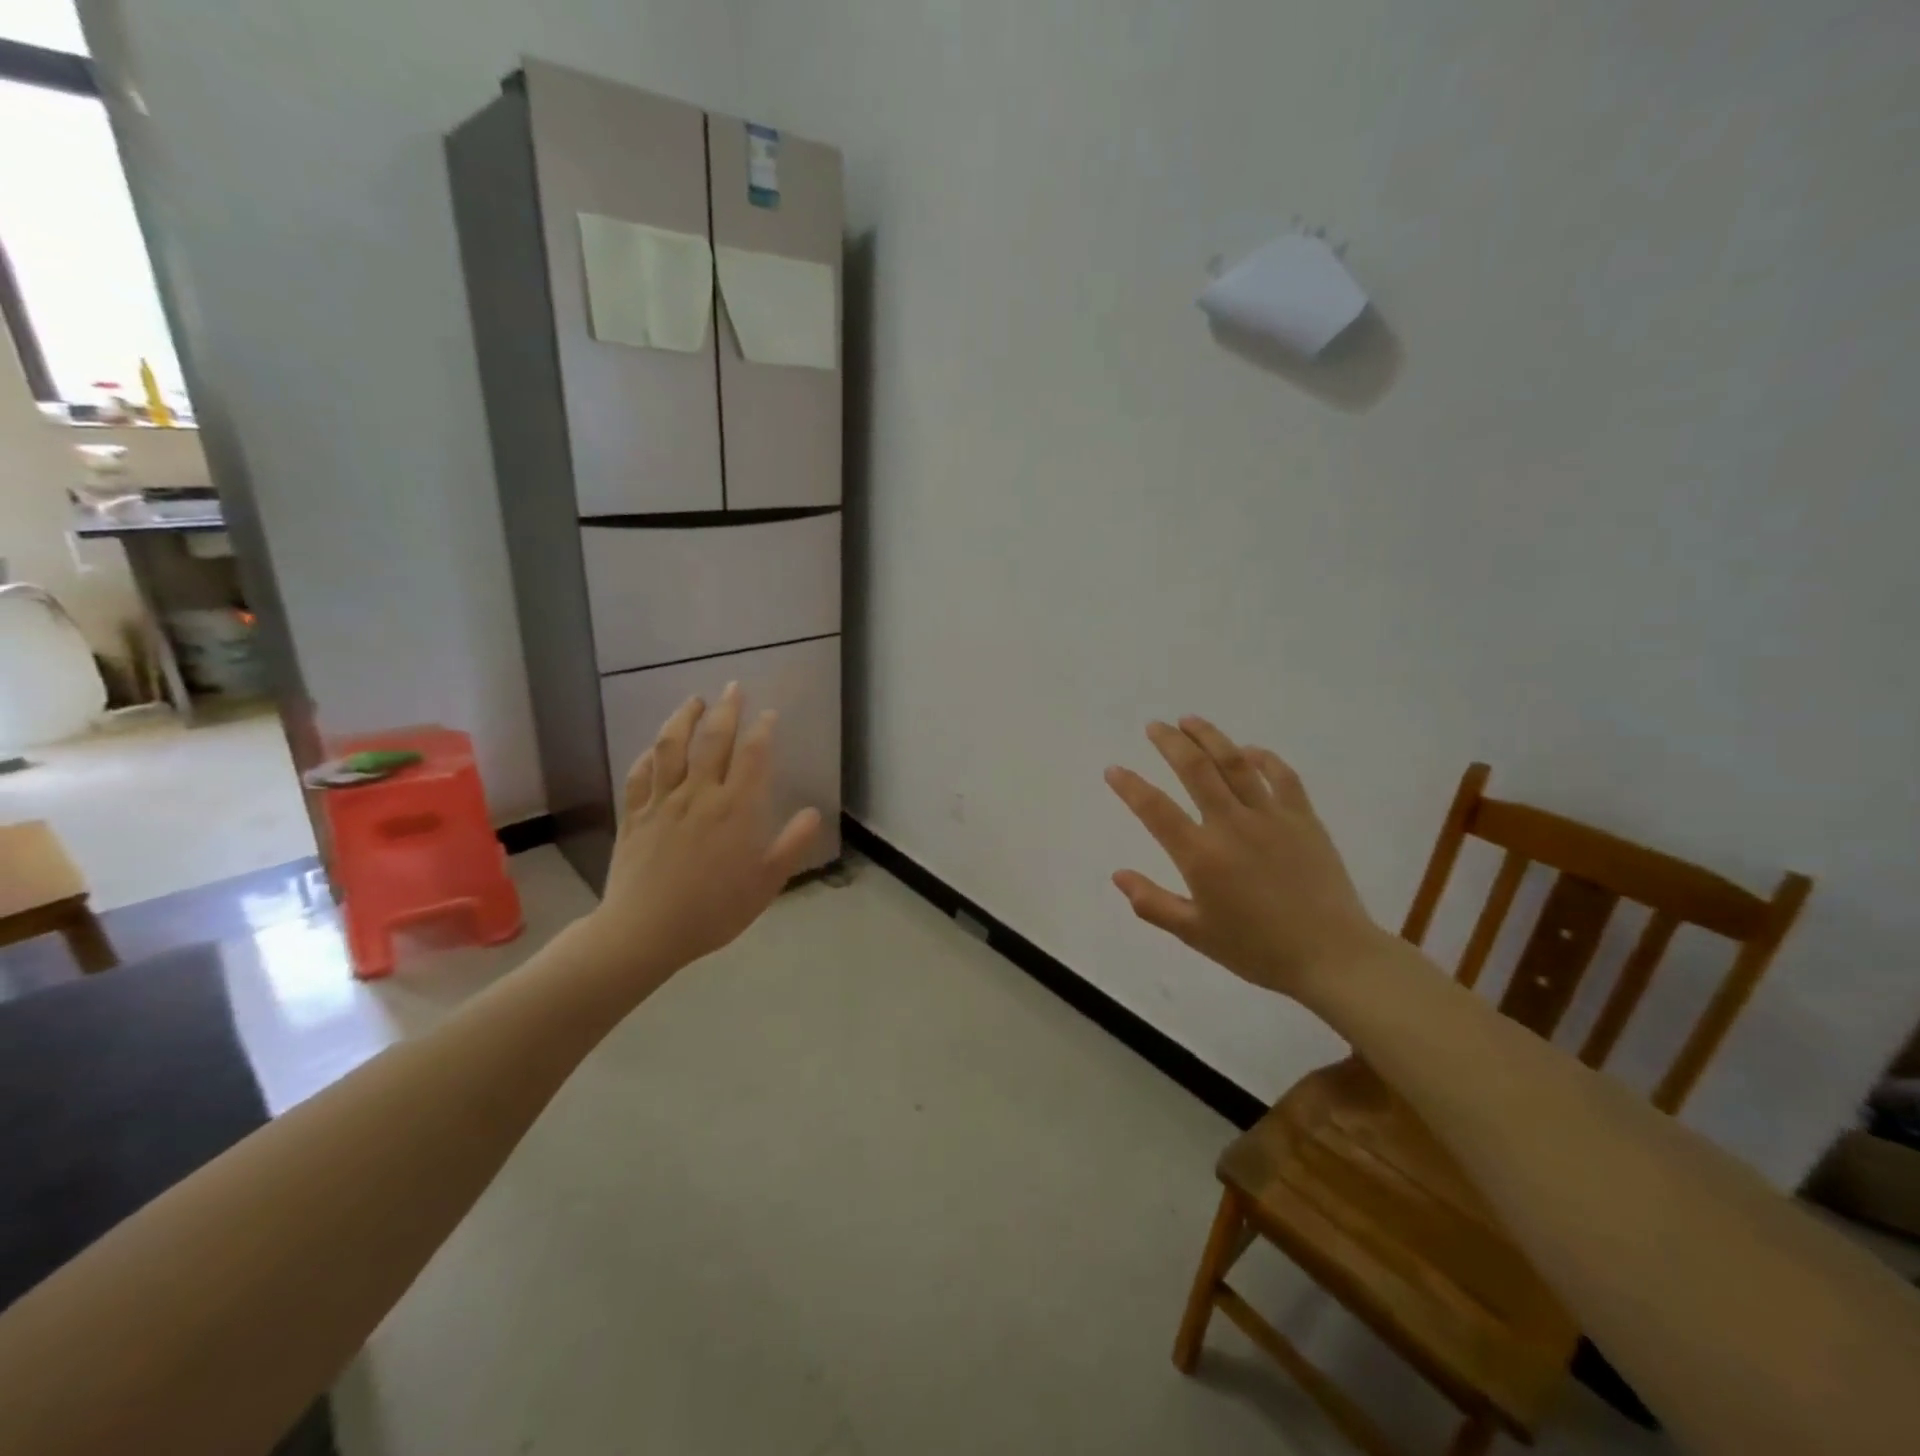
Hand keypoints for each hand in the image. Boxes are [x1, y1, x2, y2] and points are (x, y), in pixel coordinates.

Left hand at [585, 684, 820, 977]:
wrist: (645, 932)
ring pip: (671, 747)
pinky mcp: (634, 815)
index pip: (753, 756)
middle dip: (727, 709)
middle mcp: (699, 794)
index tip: (769, 713)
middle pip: (713, 739)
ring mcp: (662, 802)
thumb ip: (792, 844)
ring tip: (693, 701)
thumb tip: (814, 812)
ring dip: (683, 719)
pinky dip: (649, 755)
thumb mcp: (766, 883)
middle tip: (733, 687)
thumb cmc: (714, 910)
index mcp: (736, 809)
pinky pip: (640, 775)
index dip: (763, 729)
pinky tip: (655, 748)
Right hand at [1105, 716, 1390, 996]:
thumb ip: (1152, 903)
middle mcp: (1231, 825)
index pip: (1155, 809)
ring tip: (1190, 720)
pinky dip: (1263, 758)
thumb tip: (1118, 875)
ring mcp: (1270, 817)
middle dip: (1170, 742)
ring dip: (1209, 736)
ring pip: (1234, 762)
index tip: (1114, 769)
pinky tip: (1249, 750)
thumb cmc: (1257, 950)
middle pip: (1195, 769)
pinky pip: (1282, 776)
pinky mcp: (1303, 818)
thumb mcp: (1195, 934)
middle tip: (1154, 726)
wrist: (1332, 956)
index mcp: (1201, 855)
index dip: (1130, 786)